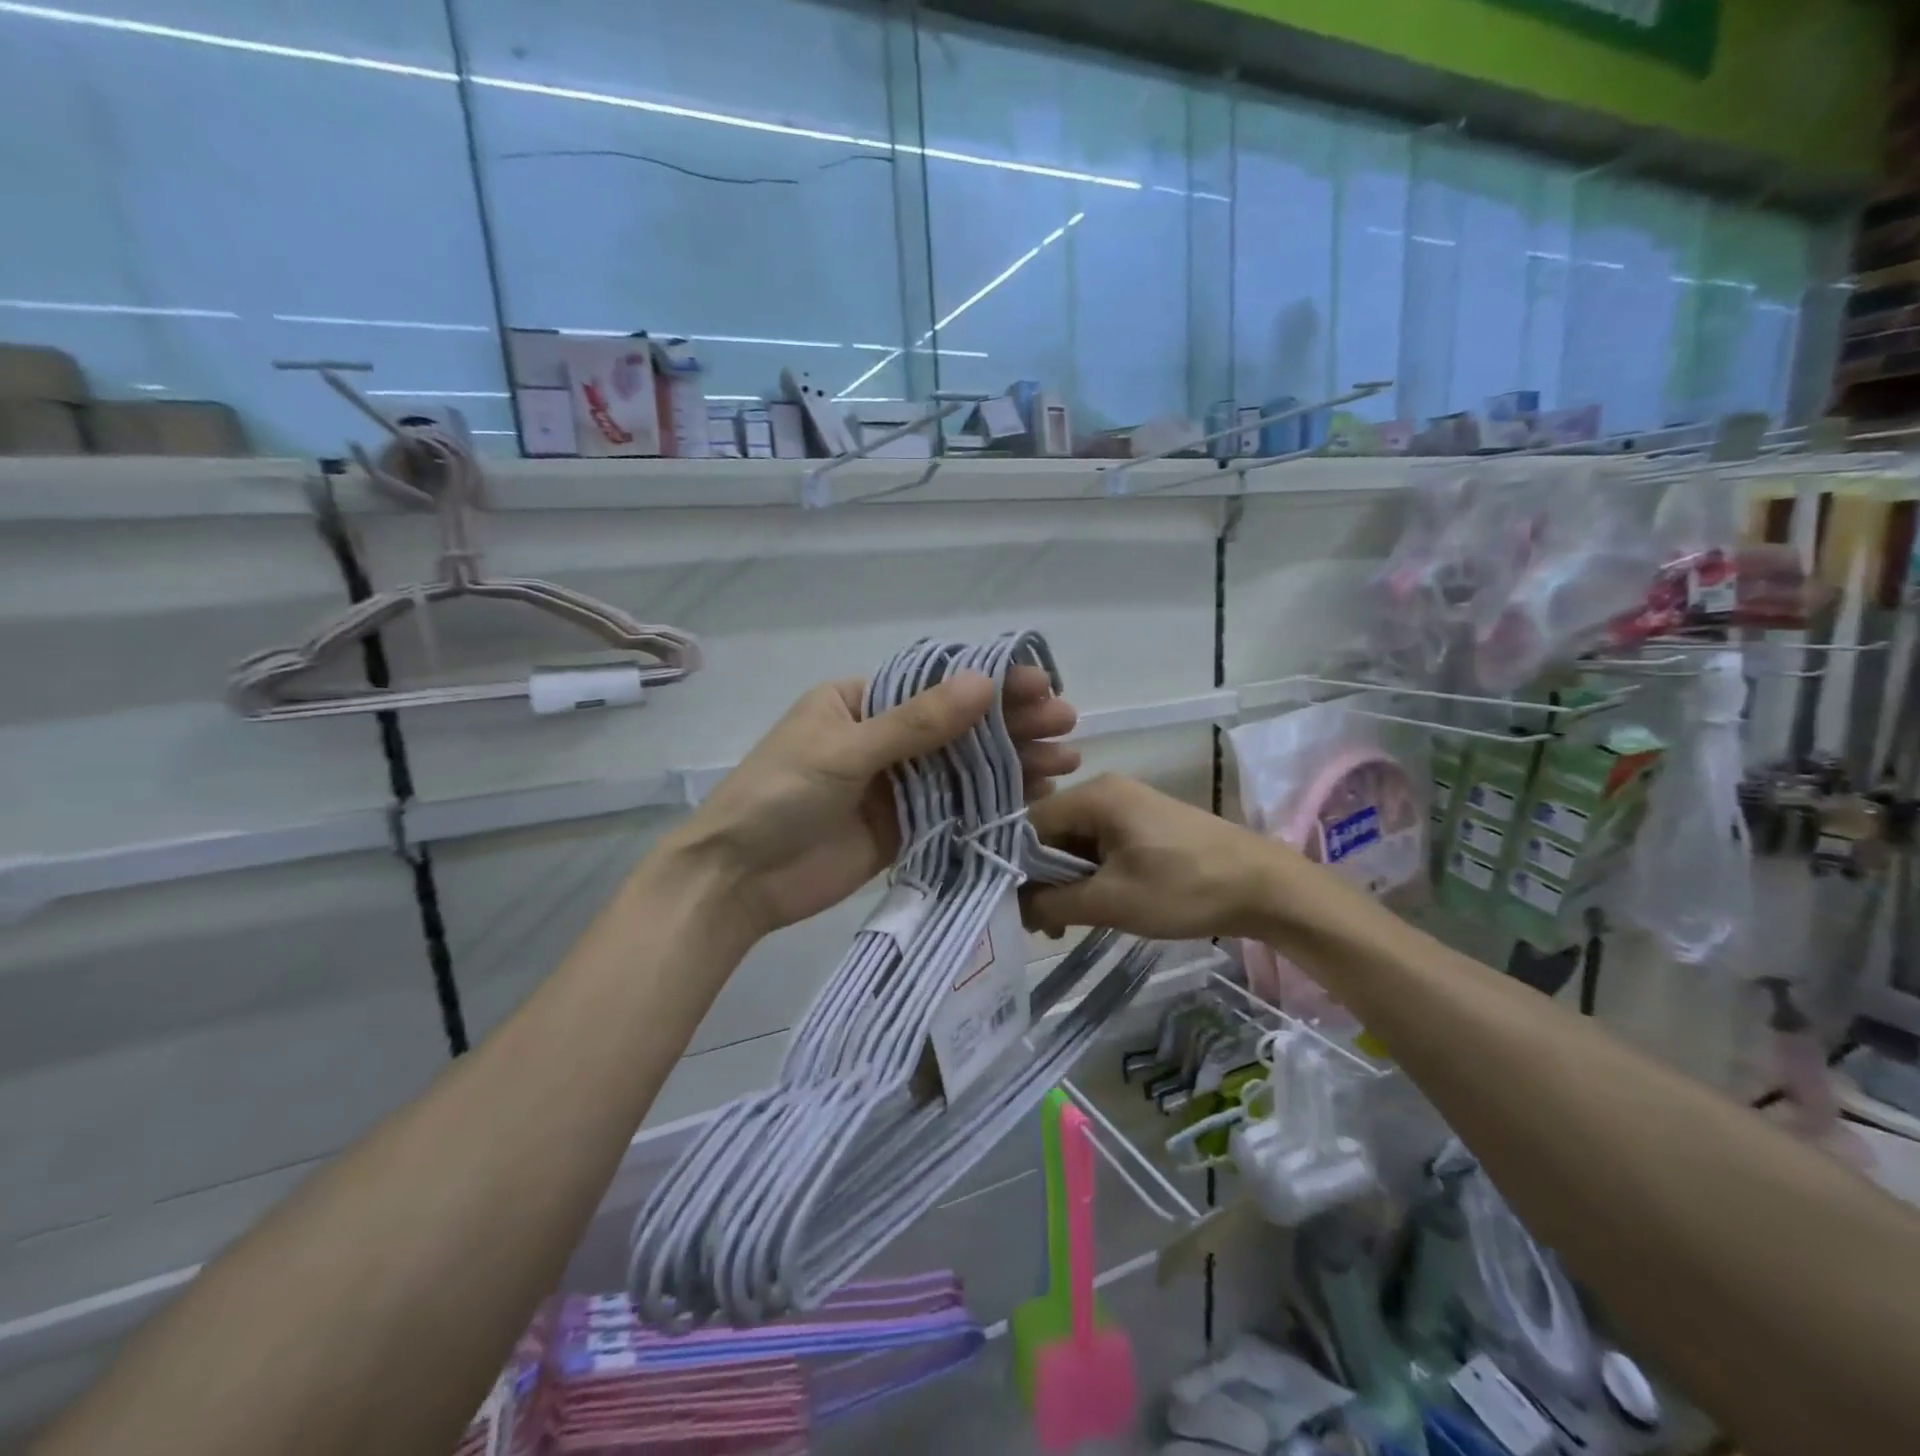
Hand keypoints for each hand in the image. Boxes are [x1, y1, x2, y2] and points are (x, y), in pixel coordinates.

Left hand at [669, 666, 1079, 939]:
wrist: (737, 880)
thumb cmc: (779, 796)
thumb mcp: (845, 750)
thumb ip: (915, 722)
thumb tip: (983, 681)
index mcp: (859, 702)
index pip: (934, 683)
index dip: (989, 682)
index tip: (1040, 684)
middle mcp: (881, 738)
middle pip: (956, 724)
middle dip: (1011, 722)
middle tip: (1066, 722)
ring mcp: (894, 786)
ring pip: (962, 767)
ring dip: (1012, 762)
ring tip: (1065, 759)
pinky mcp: (902, 828)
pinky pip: (954, 809)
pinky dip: (991, 803)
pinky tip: (1033, 796)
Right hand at [1023, 774, 1298, 941]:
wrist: (1265, 886)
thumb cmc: (1183, 888)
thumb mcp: (1111, 901)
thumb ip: (1053, 903)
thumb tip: (1015, 908)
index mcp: (1094, 796)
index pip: (1028, 824)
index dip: (1014, 864)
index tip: (1009, 906)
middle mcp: (1106, 791)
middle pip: (1050, 832)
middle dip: (1040, 878)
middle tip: (1040, 924)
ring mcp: (1128, 806)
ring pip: (1075, 842)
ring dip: (1065, 881)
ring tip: (1064, 924)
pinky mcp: (1145, 825)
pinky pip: (1100, 846)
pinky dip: (1090, 876)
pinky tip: (1094, 907)